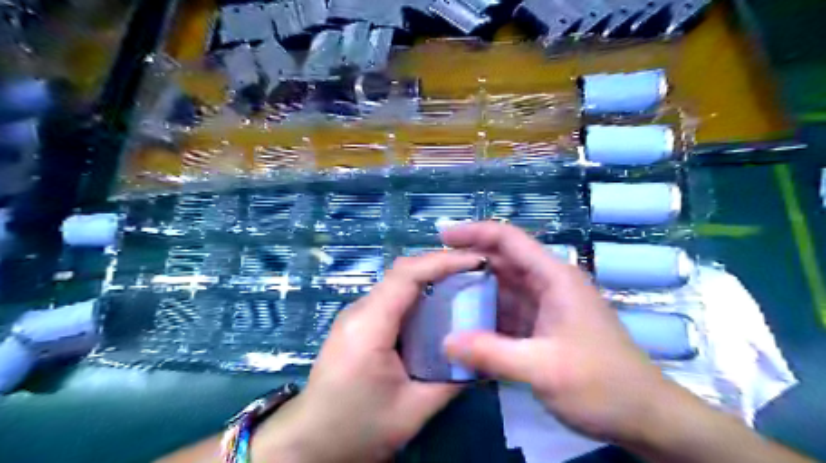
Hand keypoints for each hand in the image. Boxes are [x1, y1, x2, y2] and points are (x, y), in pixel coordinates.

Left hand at [257, 251, 484, 461]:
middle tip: (477, 271)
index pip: (407, 275)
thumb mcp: (412, 411)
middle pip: (402, 272)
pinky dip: (419, 294)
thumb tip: (482, 357)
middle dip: (441, 265)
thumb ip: (451, 380)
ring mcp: (355, 315)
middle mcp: (359, 310)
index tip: (476, 261)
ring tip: (465, 285)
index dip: (443, 262)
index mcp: (369, 325)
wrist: (308, 442)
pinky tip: (438, 307)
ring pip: (397, 282)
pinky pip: (392, 298)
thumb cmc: (356, 428)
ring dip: (431, 278)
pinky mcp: (357, 323)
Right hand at [438, 222, 676, 445]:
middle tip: (431, 271)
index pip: (509, 239)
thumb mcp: (543, 369)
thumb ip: (491, 353)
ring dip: (473, 290)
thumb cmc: (602, 385)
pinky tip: (462, 324)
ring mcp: (545, 306)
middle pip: (502, 261)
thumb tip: (445, 342)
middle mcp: (548, 284)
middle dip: (467, 262)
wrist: (645, 417)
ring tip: (438, 295)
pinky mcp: (542, 327)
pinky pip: (506, 312)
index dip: (474, 232)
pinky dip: (485, 315)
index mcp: (553, 278)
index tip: (441, 236)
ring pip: (502, 287)